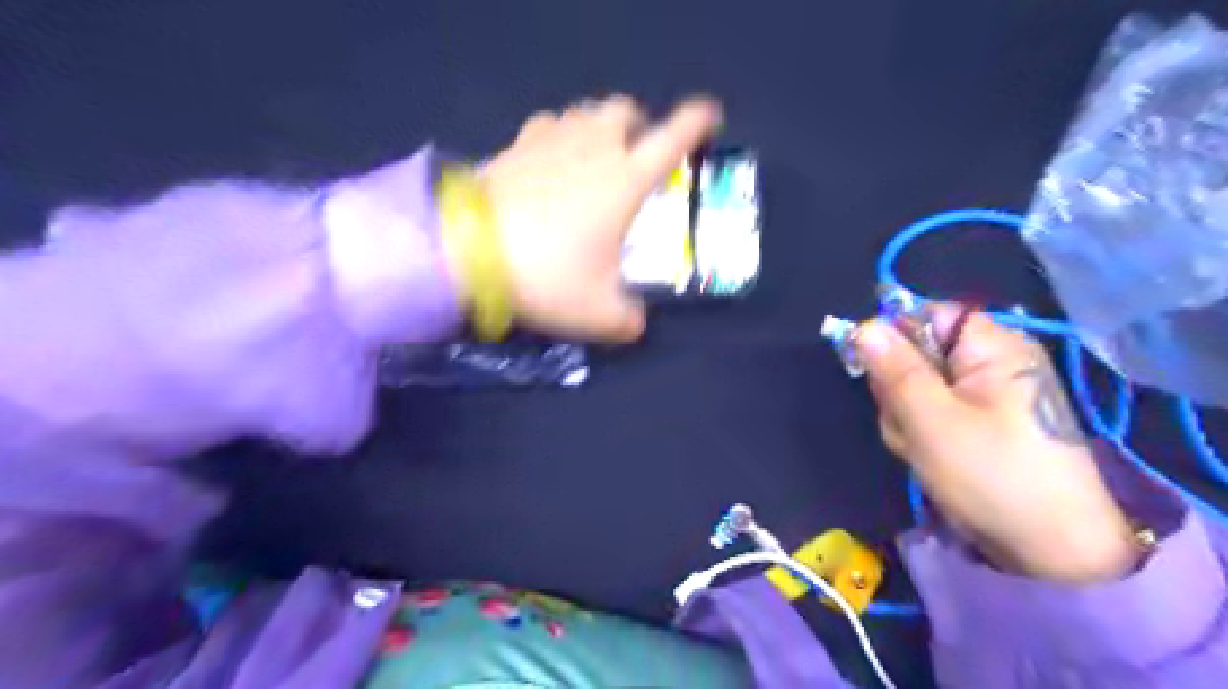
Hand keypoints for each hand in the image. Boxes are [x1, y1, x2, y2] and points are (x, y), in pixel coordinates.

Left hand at [476, 94, 720, 342]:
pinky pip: (547, 126)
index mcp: (625, 180)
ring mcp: (550, 141)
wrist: (468, 253)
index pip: (672, 138)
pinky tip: (552, 162)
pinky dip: (560, 137)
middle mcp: (593, 149)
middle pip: (624, 109)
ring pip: (584, 112)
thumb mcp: (598, 313)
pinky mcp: (515, 146)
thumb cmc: (547, 276)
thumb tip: (636, 323)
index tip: (710, 115)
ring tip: (596, 158)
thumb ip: (628, 321)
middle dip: (639, 124)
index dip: (697, 122)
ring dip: (599, 128)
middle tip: (639, 153)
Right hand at [856, 309, 1140, 582]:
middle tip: (910, 426)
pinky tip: (931, 458)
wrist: (1051, 550)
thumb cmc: (992, 475)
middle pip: (916, 353)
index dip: (893, 338)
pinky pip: (929, 413)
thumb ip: (894, 369)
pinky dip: (920, 434)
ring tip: (924, 450)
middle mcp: (991, 362)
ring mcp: (985, 394)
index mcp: (992, 347)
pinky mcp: (978, 422)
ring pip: (916, 387)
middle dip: (900, 390)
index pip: (926, 315)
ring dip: (906, 418)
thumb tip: (864, 326)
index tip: (874, 372)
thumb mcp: (932, 419)